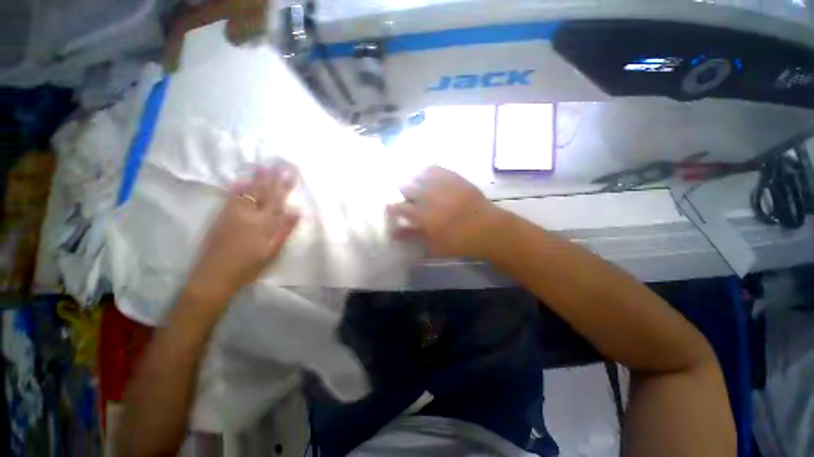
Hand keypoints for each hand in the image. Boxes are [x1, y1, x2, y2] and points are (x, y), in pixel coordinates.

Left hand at [187, 161, 299, 303]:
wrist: (214, 276)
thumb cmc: (249, 266)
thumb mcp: (272, 251)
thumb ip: (284, 230)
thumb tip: (297, 211)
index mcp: (263, 223)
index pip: (277, 199)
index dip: (285, 185)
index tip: (291, 173)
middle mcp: (248, 214)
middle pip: (263, 192)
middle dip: (272, 177)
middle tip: (279, 163)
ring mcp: (233, 214)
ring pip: (247, 192)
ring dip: (256, 178)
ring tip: (263, 166)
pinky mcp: (221, 217)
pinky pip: (230, 198)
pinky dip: (236, 188)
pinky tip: (240, 180)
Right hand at [388, 166, 506, 258]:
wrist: (488, 229)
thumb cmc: (459, 242)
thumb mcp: (433, 246)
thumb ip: (413, 237)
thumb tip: (395, 233)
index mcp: (423, 216)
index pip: (400, 208)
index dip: (392, 207)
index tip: (389, 206)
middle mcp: (429, 197)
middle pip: (407, 187)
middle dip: (403, 190)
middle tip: (404, 194)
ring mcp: (442, 186)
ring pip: (420, 176)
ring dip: (413, 179)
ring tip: (414, 181)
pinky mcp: (455, 178)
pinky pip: (437, 169)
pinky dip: (428, 170)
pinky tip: (427, 172)